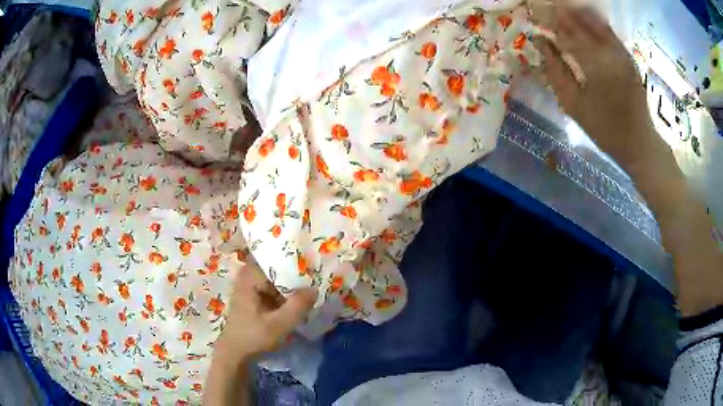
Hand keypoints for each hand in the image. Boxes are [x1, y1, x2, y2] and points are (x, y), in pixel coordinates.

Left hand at [215, 262, 316, 363]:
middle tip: (317, 280)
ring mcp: (248, 283)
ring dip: (291, 285)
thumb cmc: (253, 337)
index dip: (298, 266)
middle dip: (296, 275)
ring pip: (276, 278)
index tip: (316, 271)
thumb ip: (298, 306)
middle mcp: (247, 274)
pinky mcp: (252, 294)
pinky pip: (272, 287)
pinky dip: (284, 293)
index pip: (279, 261)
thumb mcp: (279, 325)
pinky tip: (297, 300)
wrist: (235, 353)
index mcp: (250, 275)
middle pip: (278, 268)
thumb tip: (315, 288)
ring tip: (311, 289)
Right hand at [536, 7, 658, 169]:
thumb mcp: (573, 105)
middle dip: (562, 15)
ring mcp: (621, 51)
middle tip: (548, 14)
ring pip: (594, 21)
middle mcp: (609, 50)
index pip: (566, 30)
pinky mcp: (628, 55)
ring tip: (563, 17)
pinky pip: (608, 30)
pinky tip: (583, 23)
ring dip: (577, 16)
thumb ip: (555, 70)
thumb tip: (541, 42)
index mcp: (594, 63)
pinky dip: (593, 23)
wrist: (639, 141)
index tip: (537, 20)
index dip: (549, 22)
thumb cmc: (604, 128)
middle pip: (580, 21)